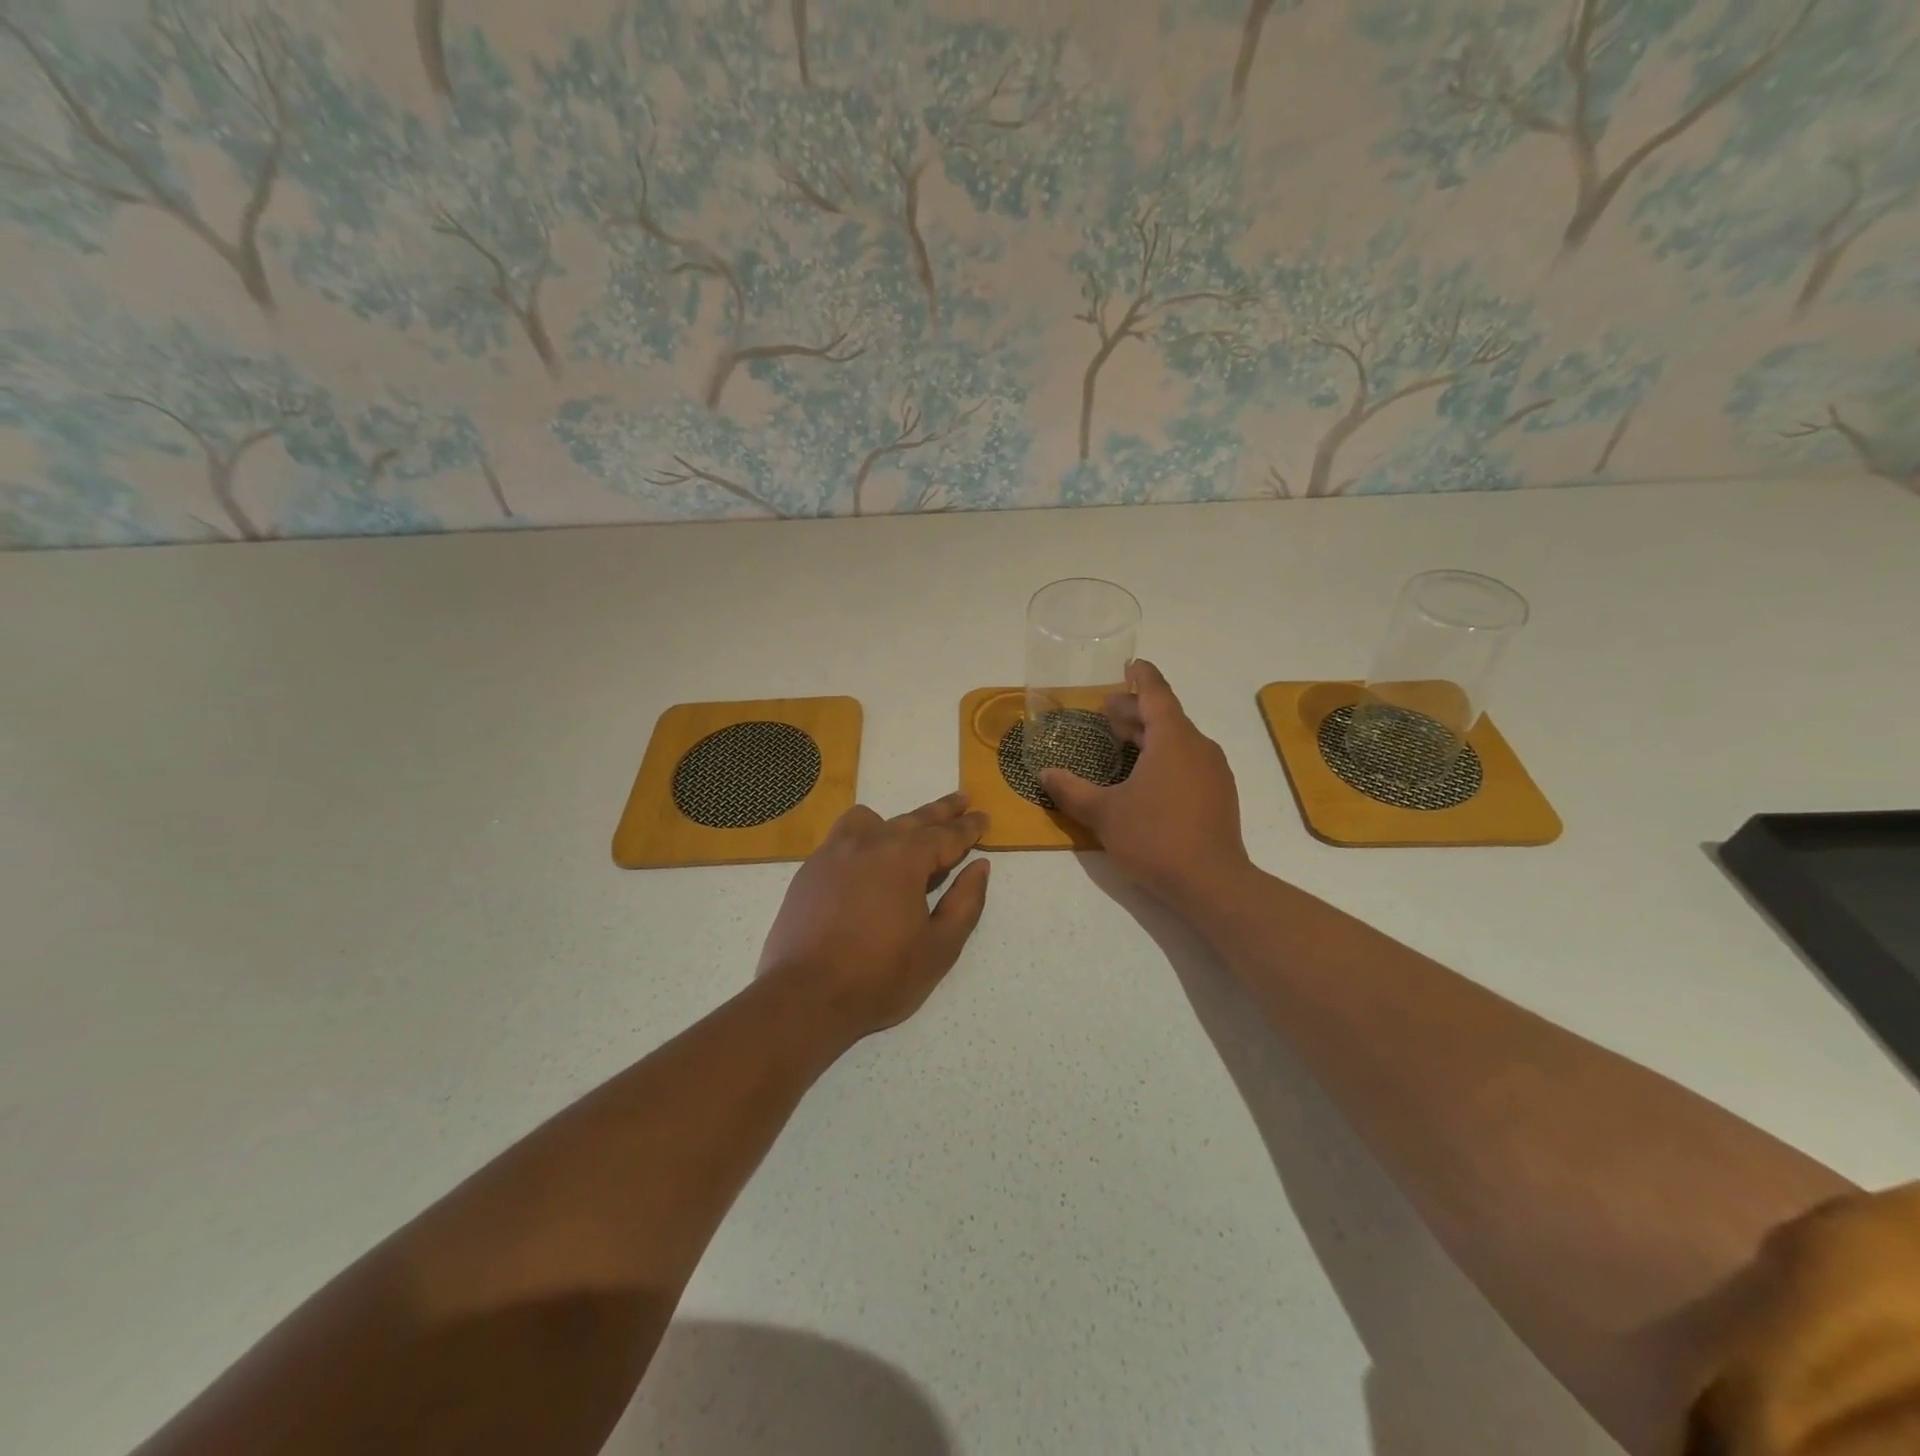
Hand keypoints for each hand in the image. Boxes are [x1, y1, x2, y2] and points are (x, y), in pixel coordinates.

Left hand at [758, 792, 991, 1040]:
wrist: (806, 996)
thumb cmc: (880, 976)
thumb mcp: (939, 947)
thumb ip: (965, 902)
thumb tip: (979, 867)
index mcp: (904, 858)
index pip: (946, 835)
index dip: (969, 827)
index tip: (984, 817)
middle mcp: (869, 843)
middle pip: (913, 819)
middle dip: (942, 811)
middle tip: (963, 799)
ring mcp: (834, 853)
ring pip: (871, 820)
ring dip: (896, 821)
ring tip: (907, 831)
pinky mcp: (810, 870)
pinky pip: (842, 838)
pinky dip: (862, 837)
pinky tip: (864, 859)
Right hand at [1041, 660, 1250, 907]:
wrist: (1211, 883)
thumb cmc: (1155, 837)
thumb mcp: (1104, 813)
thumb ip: (1071, 791)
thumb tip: (1044, 775)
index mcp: (1172, 738)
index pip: (1156, 693)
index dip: (1141, 676)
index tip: (1130, 663)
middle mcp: (1198, 746)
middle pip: (1165, 716)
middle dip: (1135, 710)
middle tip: (1106, 712)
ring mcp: (1213, 771)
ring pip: (1178, 740)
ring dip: (1149, 735)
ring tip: (1121, 742)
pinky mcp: (1218, 795)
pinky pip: (1188, 761)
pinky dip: (1164, 756)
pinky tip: (1145, 778)